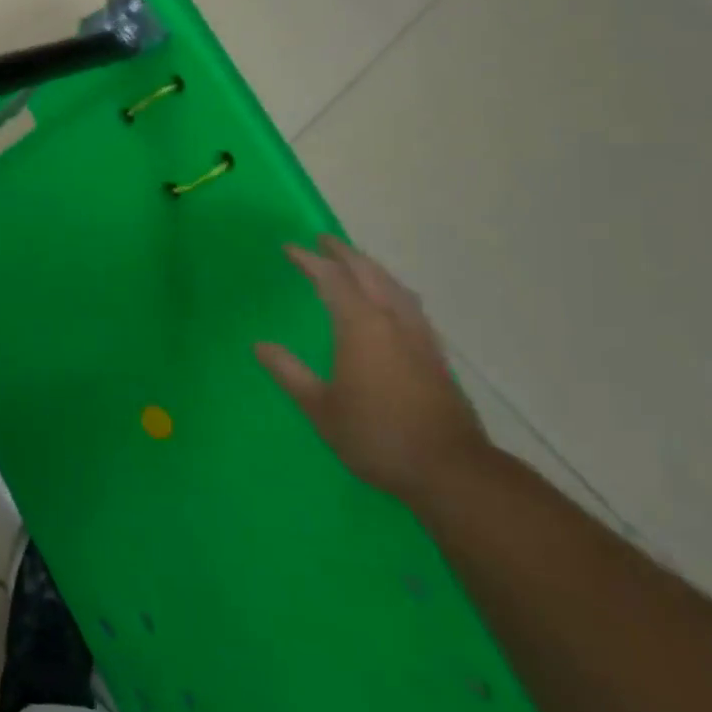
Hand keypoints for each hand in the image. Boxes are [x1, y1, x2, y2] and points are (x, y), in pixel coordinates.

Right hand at [257, 237, 490, 504]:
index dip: (309, 260)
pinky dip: (391, 289)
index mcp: (361, 326)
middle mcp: (392, 320)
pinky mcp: (435, 354)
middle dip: (343, 253)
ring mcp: (419, 336)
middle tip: (323, 241)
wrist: (450, 470)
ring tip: (354, 264)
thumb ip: (289, 372)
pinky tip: (390, 302)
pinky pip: (409, 303)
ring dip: (371, 268)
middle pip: (368, 272)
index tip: (289, 248)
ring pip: (393, 286)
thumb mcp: (320, 408)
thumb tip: (260, 346)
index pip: (331, 279)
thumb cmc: (376, 435)